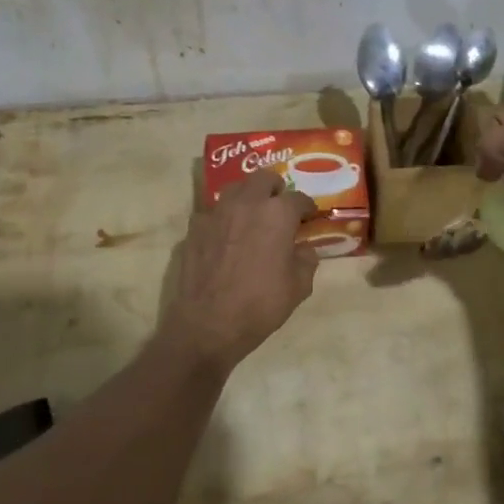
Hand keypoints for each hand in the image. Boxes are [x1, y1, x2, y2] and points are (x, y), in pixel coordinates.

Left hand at [161, 170, 318, 370]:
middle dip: (275, 188)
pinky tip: (225, 236)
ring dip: (248, 196)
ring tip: (252, 215)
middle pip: (263, 178)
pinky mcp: (194, 228)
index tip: (309, 217)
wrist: (208, 325)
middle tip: (280, 206)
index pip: (298, 198)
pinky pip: (212, 212)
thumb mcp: (299, 287)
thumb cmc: (260, 305)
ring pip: (235, 189)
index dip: (307, 208)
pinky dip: (223, 218)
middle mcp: (246, 204)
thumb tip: (303, 249)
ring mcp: (216, 213)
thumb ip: (306, 260)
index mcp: (277, 214)